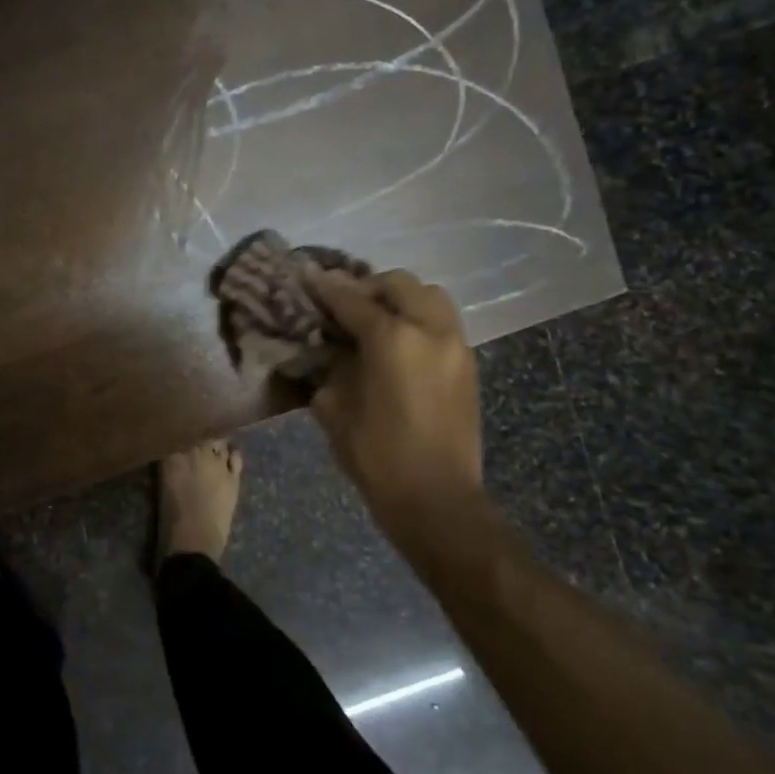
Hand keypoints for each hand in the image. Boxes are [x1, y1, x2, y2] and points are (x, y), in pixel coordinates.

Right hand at [305, 269, 483, 515]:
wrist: (436, 497)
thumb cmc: (376, 455)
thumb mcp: (334, 407)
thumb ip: (331, 365)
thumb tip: (328, 347)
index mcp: (392, 338)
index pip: (351, 299)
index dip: (325, 287)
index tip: (306, 276)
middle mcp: (429, 329)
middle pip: (397, 284)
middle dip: (366, 286)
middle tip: (342, 303)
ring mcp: (455, 344)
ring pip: (429, 295)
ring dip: (399, 297)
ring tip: (375, 317)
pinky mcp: (468, 363)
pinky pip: (442, 320)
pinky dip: (418, 316)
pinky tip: (398, 341)